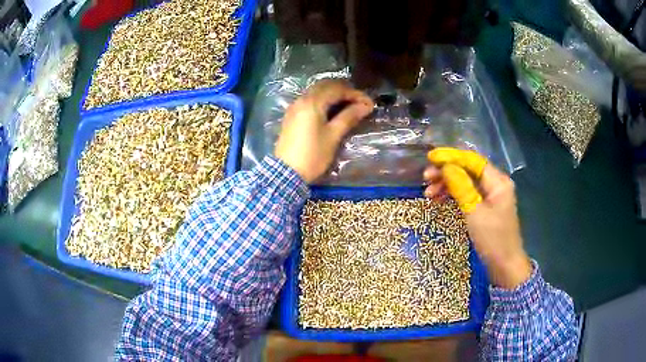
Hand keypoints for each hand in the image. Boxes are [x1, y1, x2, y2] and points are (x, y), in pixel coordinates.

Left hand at [275, 80, 373, 182]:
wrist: (286, 173)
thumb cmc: (313, 155)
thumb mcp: (333, 136)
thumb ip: (349, 117)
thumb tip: (366, 105)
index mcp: (312, 102)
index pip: (337, 89)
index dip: (355, 94)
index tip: (369, 103)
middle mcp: (301, 99)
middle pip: (325, 86)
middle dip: (344, 90)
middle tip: (359, 101)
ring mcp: (294, 107)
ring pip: (316, 91)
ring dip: (333, 94)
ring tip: (348, 105)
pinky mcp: (291, 116)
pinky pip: (309, 99)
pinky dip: (323, 100)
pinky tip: (331, 110)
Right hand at [424, 147, 531, 288]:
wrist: (504, 265)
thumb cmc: (492, 239)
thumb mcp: (475, 212)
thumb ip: (461, 186)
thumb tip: (446, 166)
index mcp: (498, 181)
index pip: (472, 160)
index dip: (451, 157)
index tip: (431, 158)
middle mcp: (495, 183)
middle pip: (468, 169)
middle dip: (446, 171)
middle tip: (426, 178)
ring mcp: (490, 195)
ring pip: (466, 181)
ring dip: (447, 184)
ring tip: (428, 192)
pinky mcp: (485, 206)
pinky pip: (467, 194)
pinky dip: (453, 195)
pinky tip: (439, 199)